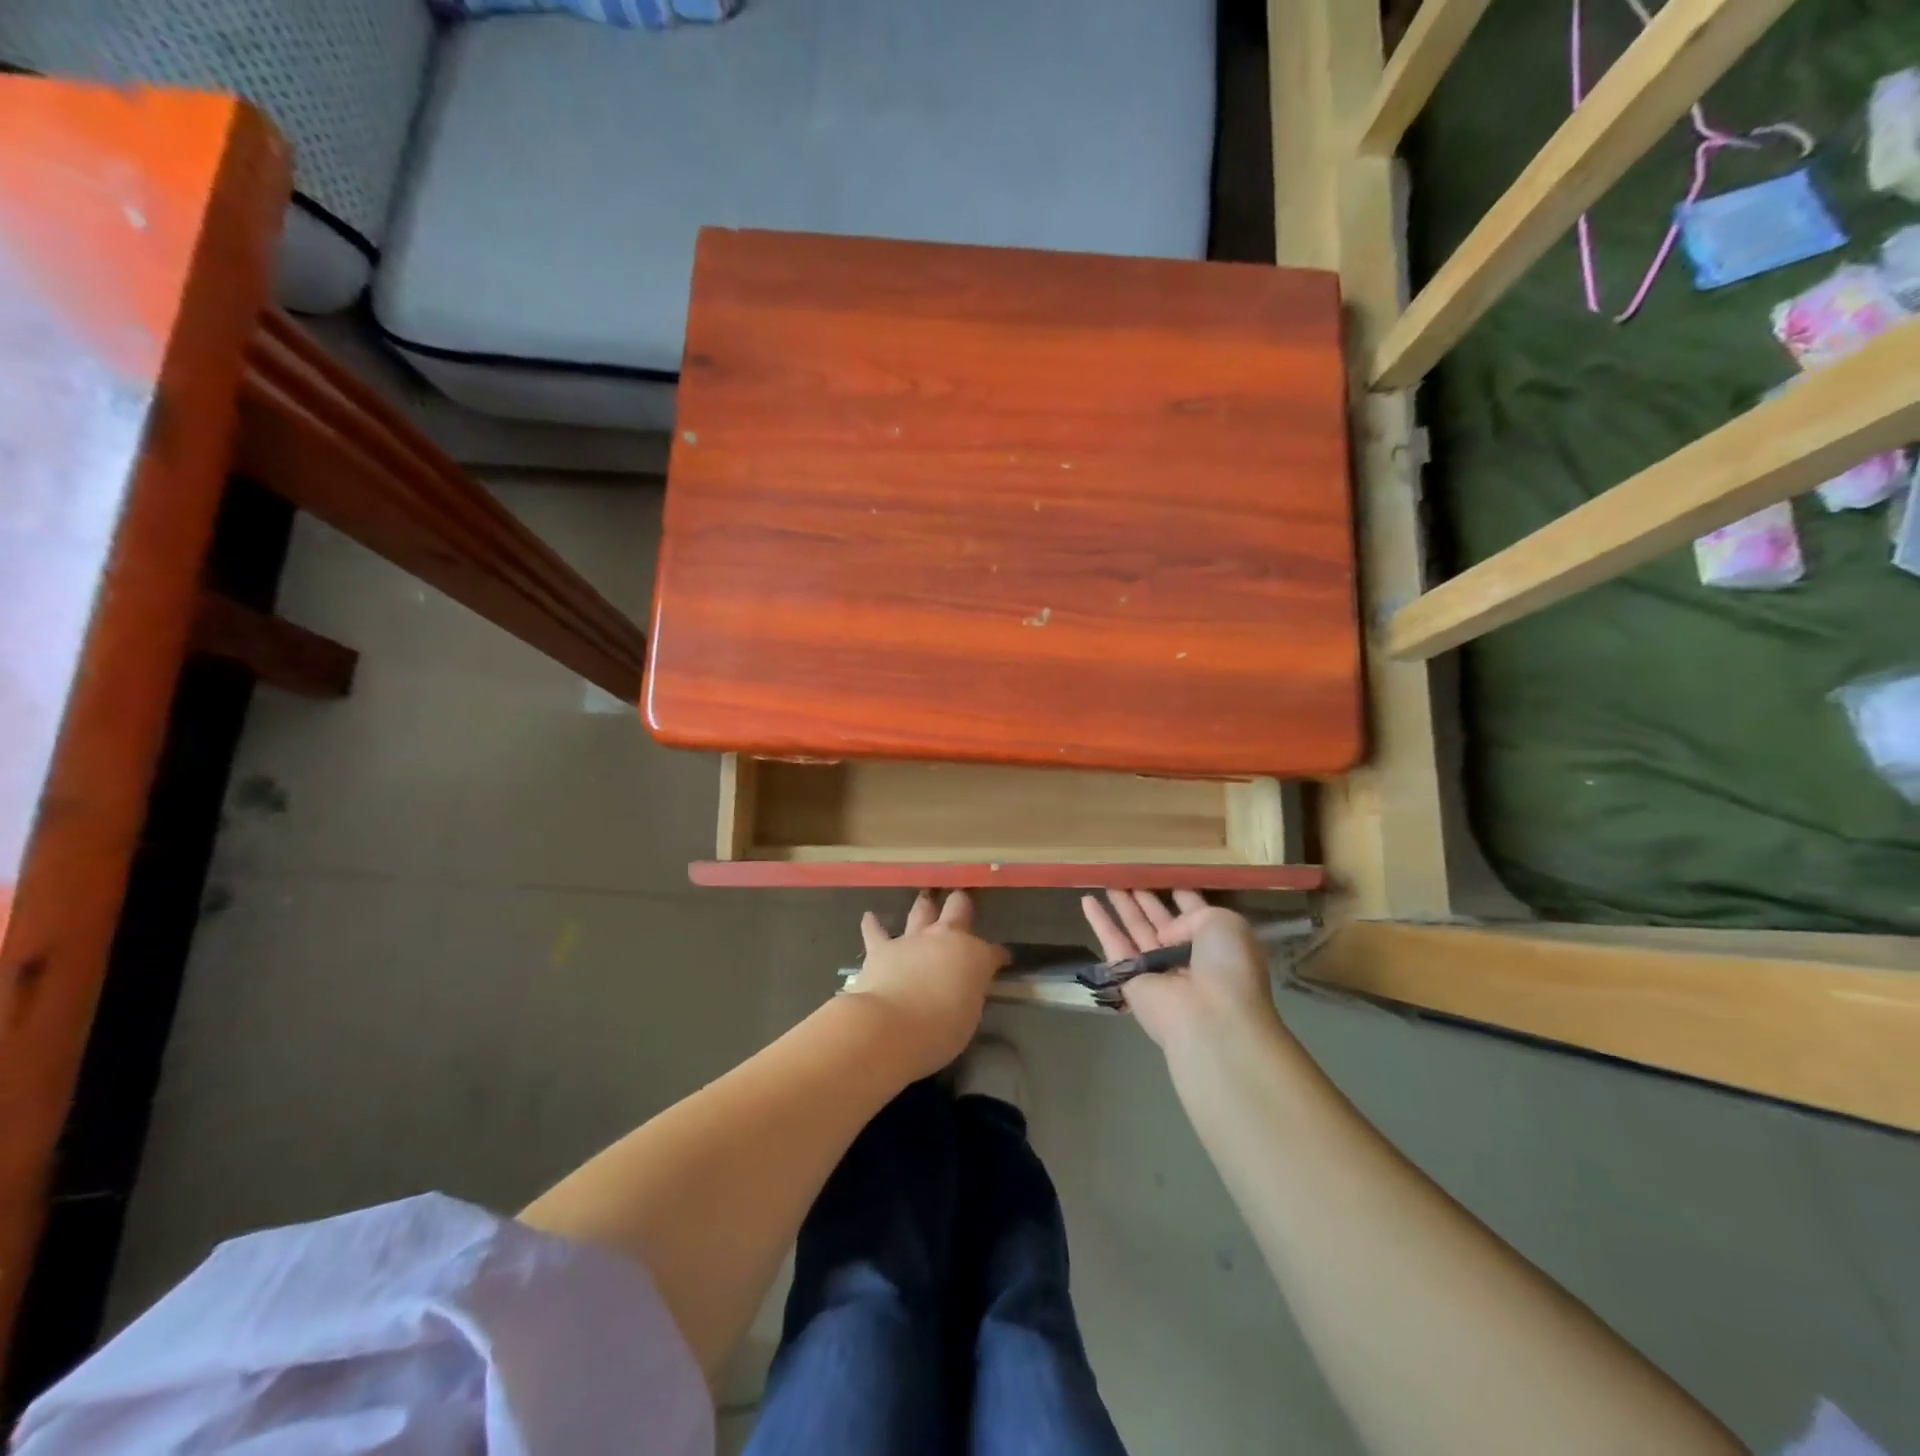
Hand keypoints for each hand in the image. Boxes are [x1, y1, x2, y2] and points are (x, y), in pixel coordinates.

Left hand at [848, 891, 1008, 1077]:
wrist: (890, 1026)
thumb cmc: (940, 1031)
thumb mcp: (969, 1016)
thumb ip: (968, 994)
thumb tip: (963, 988)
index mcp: (974, 956)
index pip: (994, 952)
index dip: (999, 957)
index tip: (1001, 961)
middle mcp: (946, 938)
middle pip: (959, 908)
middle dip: (961, 905)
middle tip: (962, 903)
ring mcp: (913, 939)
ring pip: (921, 910)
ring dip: (924, 906)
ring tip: (925, 899)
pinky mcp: (881, 948)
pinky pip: (876, 931)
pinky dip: (873, 924)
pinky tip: (869, 917)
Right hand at [1081, 890, 1280, 1054]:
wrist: (1209, 1018)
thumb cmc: (1227, 967)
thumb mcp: (1224, 923)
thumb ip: (1193, 913)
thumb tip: (1166, 931)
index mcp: (1217, 943)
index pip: (1196, 913)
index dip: (1181, 894)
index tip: (1164, 874)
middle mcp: (1187, 955)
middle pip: (1161, 920)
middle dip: (1146, 898)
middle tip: (1128, 874)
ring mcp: (1158, 968)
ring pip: (1136, 928)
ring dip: (1123, 905)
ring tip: (1108, 878)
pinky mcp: (1130, 978)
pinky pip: (1113, 944)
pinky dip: (1100, 923)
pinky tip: (1086, 900)